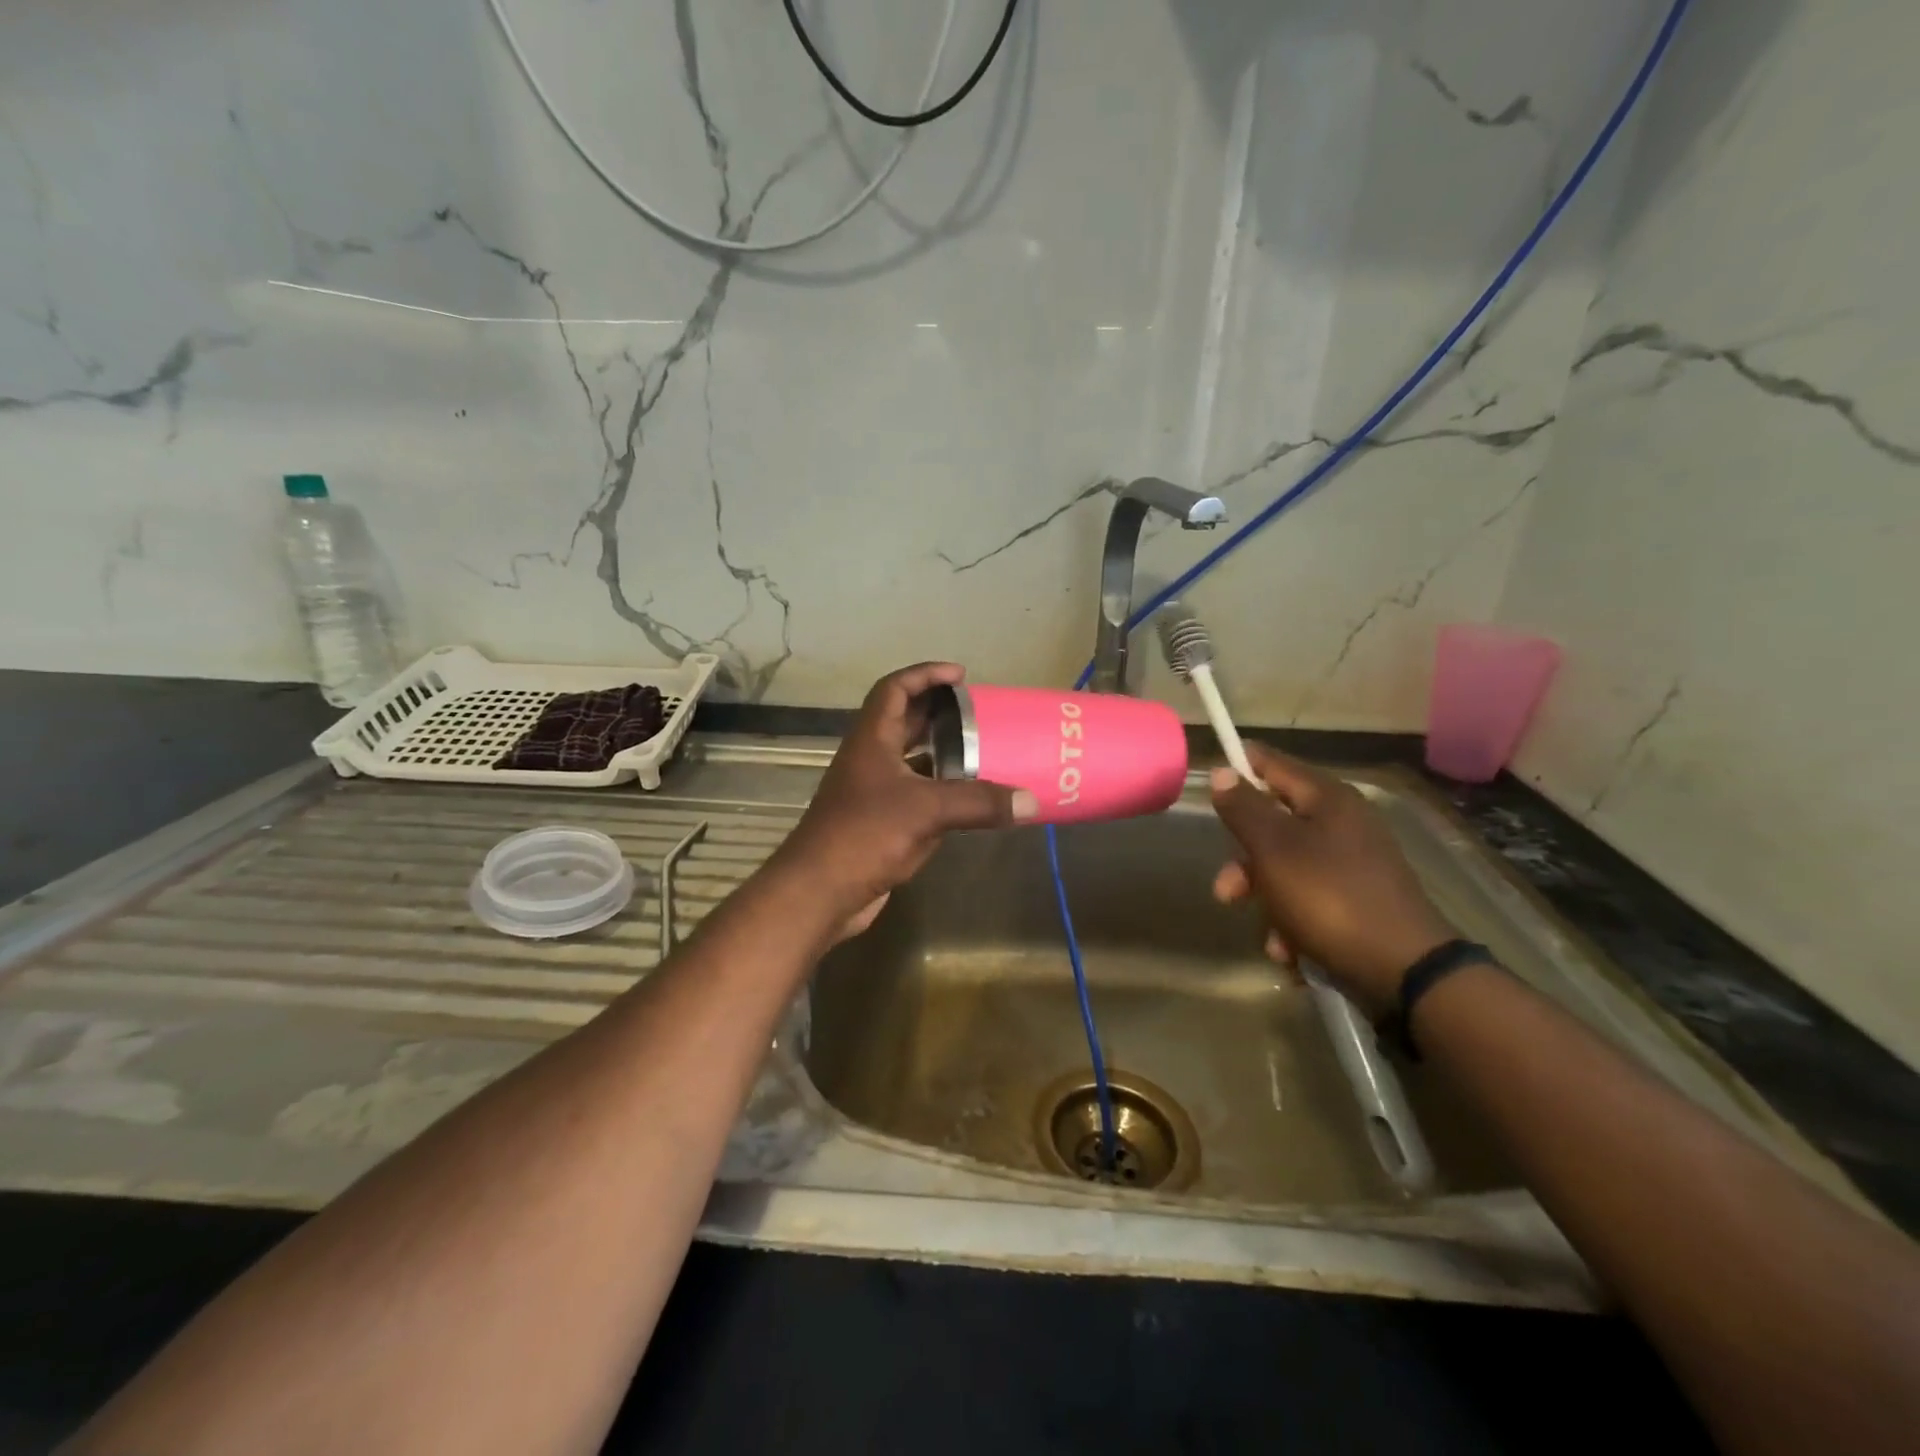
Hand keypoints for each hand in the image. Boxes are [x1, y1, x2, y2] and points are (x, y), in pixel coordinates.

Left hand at [769, 662, 1037, 940]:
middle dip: (938, 712)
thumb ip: (979, 802)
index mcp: (871, 740)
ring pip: (910, 761)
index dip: (924, 674)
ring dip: (941, 753)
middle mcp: (869, 760)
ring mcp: (871, 793)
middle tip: (978, 714)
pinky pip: (914, 795)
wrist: (819, 892)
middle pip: (903, 722)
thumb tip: (1031, 801)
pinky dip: (940, 791)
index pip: (894, 689)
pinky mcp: (879, 824)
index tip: (960, 676)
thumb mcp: (927, 811)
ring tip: (981, 751)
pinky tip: (967, 800)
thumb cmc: (865, 835)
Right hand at [1209, 743, 1454, 1015]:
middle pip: (1274, 827)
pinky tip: (1292, 953)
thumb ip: (1244, 808)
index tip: (1209, 778)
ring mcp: (1355, 866)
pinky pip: (1311, 903)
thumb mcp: (1273, 849)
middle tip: (1226, 894)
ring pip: (1287, 871)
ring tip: (1272, 941)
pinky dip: (1295, 926)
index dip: (1240, 767)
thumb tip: (1223, 772)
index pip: (1274, 765)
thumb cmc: (1329, 898)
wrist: (1405, 972)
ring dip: (1268, 906)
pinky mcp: (1360, 903)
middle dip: (1244, 864)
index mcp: (1328, 800)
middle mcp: (1344, 825)